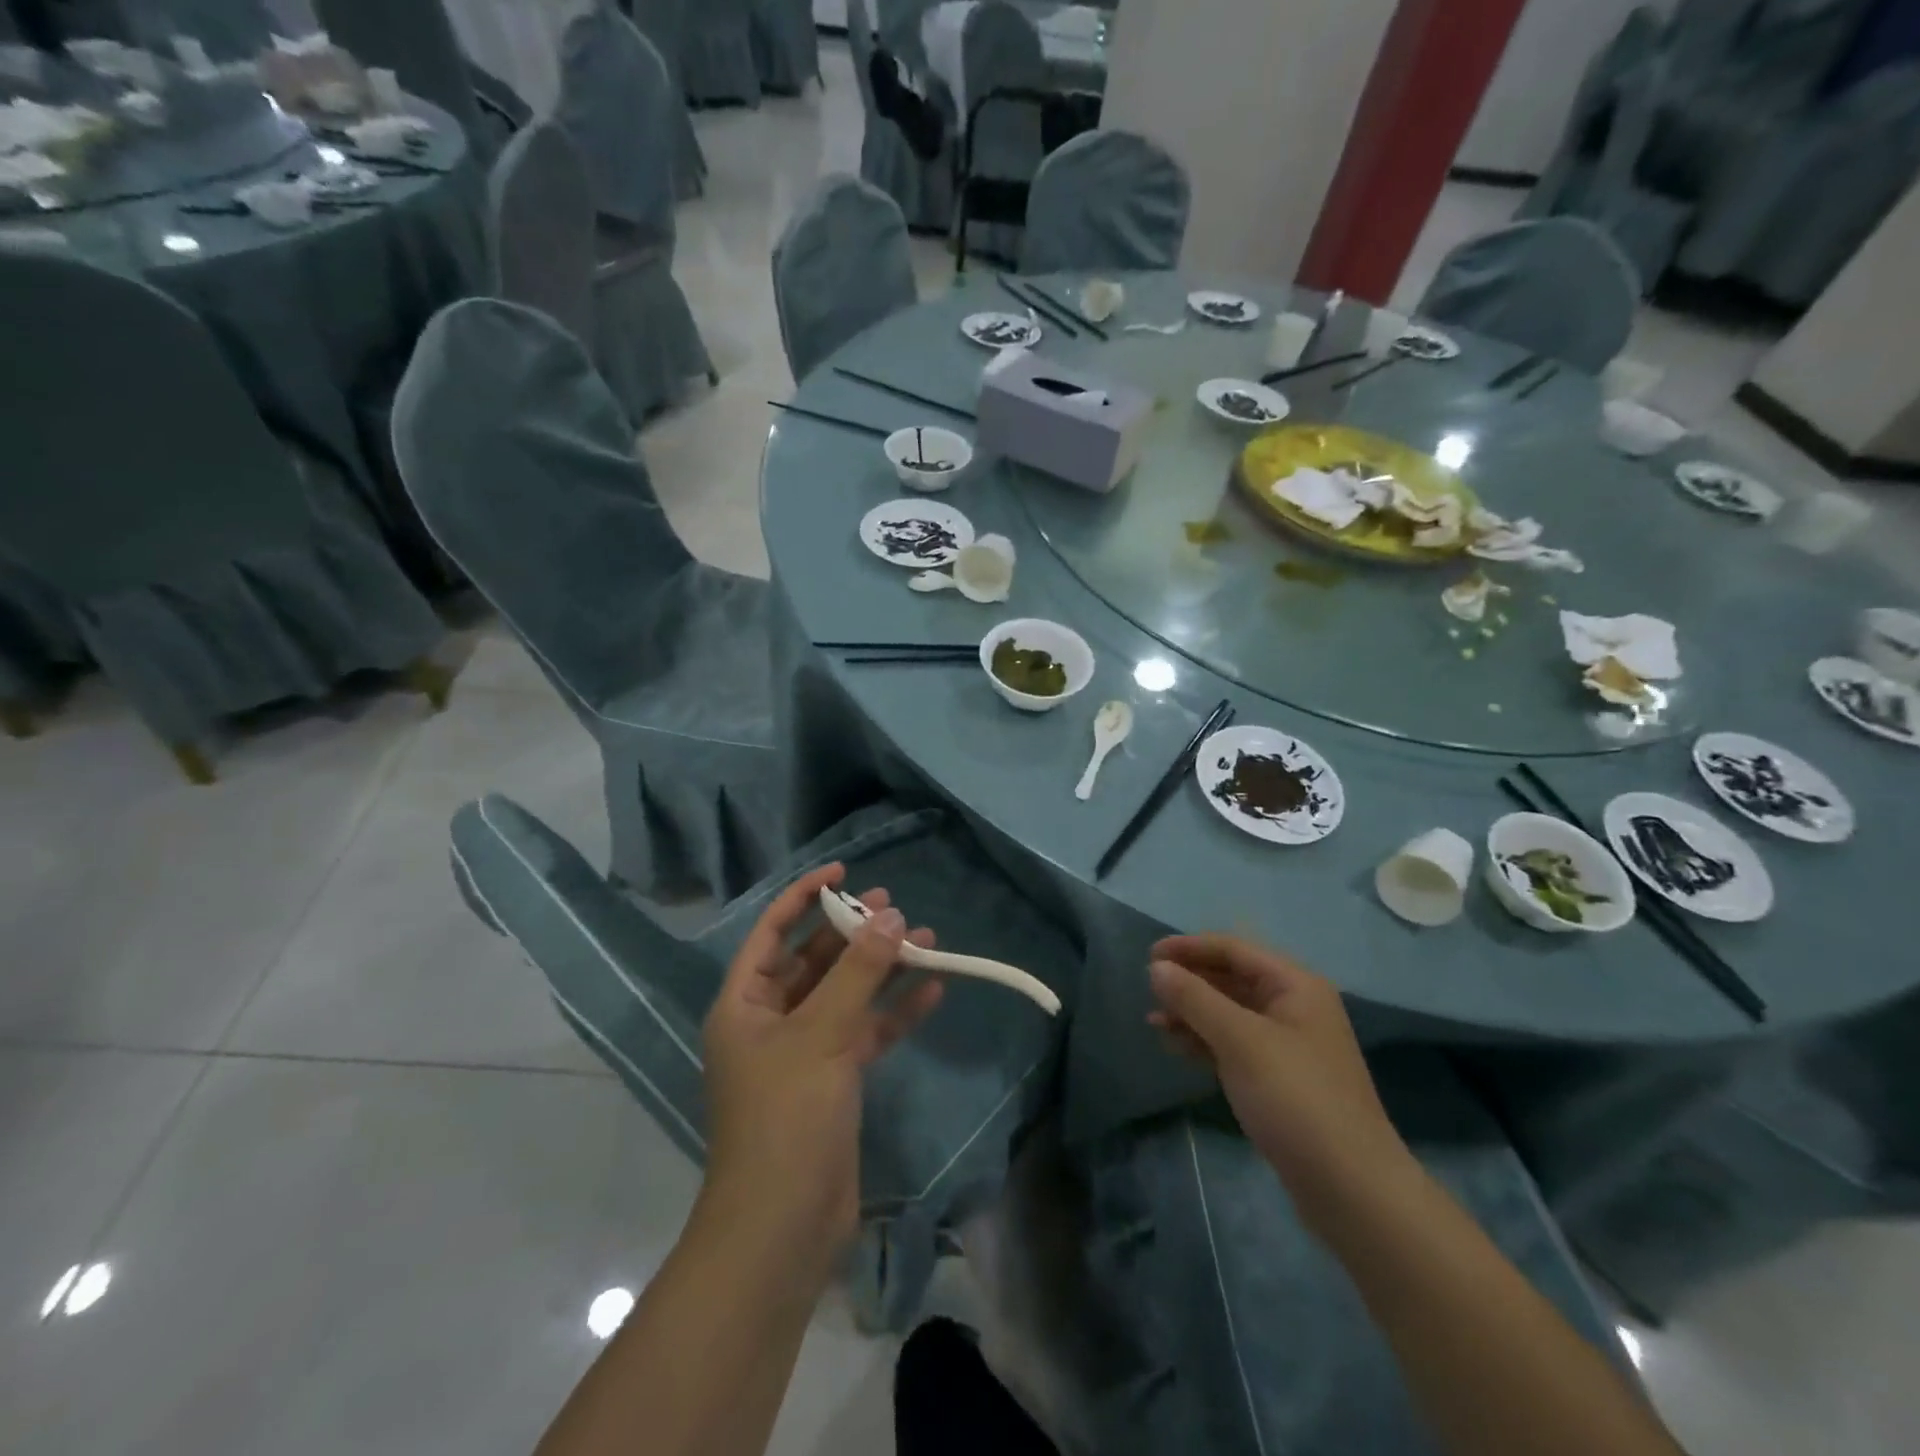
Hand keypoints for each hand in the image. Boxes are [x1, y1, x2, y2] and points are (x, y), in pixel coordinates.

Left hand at [701, 863, 942, 1276]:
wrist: (783, 1228)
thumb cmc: (786, 1118)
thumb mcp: (821, 1035)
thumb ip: (858, 973)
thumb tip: (890, 916)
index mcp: (744, 1003)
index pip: (772, 930)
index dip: (805, 895)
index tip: (845, 871)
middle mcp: (770, 1020)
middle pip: (813, 959)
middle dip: (853, 932)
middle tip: (894, 906)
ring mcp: (803, 1051)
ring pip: (846, 994)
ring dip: (882, 969)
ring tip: (926, 938)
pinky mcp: (834, 1080)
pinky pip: (866, 1032)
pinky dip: (895, 1011)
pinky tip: (933, 989)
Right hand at [1148, 935, 1412, 1232]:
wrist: (1351, 1189)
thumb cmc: (1295, 1098)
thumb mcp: (1240, 1041)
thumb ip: (1195, 999)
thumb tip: (1157, 968)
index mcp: (1295, 986)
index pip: (1234, 950)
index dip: (1189, 948)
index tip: (1148, 957)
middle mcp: (1293, 1007)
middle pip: (1232, 978)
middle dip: (1189, 981)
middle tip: (1148, 990)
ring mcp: (1287, 1045)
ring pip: (1229, 1013)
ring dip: (1192, 1012)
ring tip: (1154, 1021)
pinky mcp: (1278, 1079)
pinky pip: (1233, 1044)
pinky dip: (1204, 1041)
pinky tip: (1175, 1046)